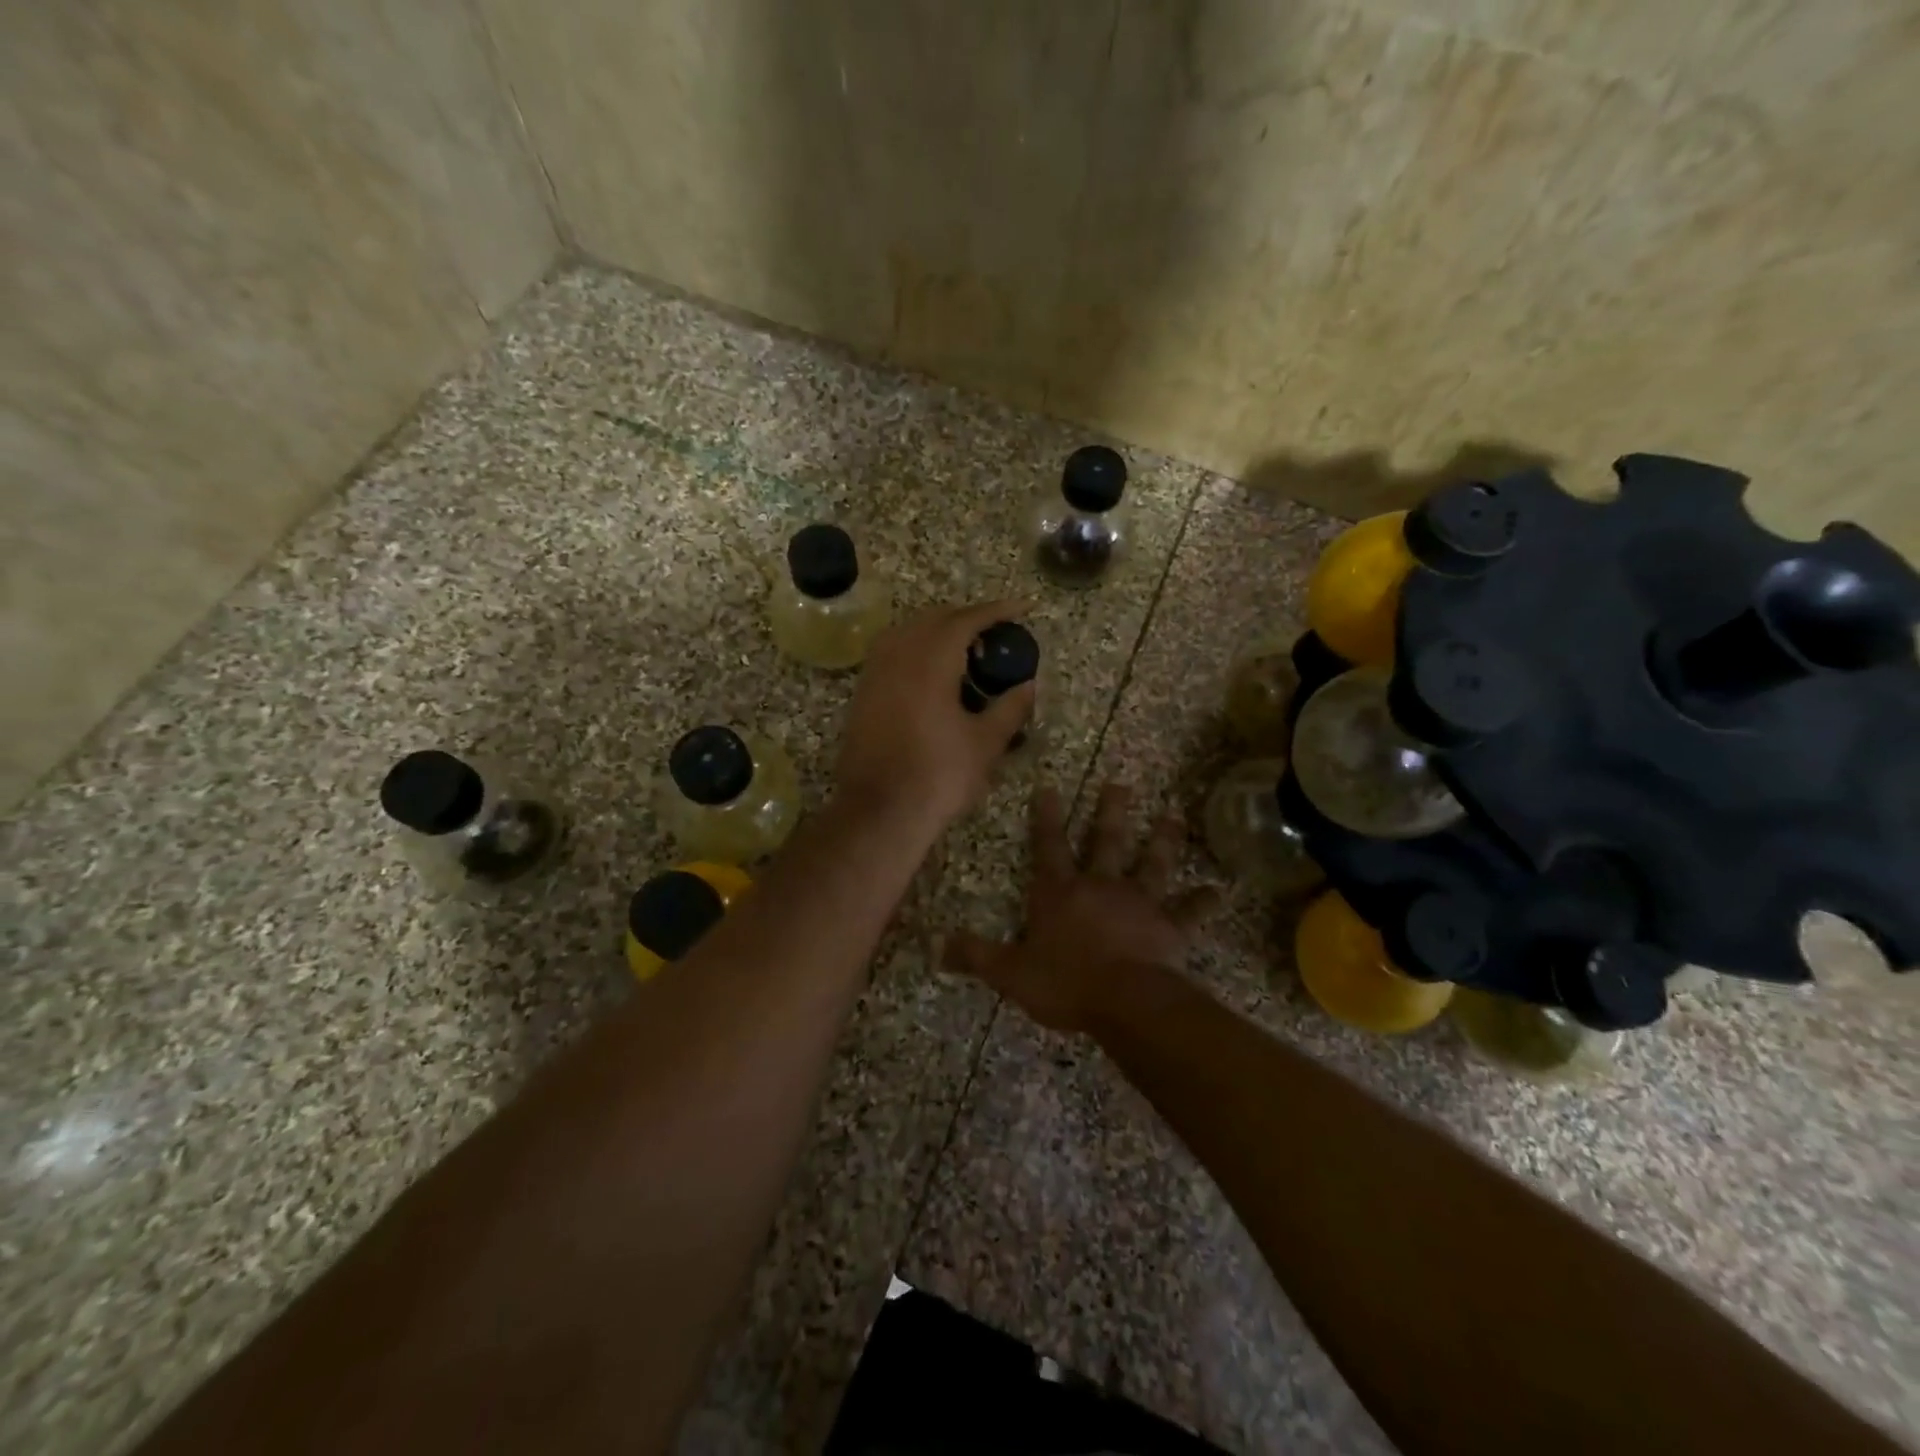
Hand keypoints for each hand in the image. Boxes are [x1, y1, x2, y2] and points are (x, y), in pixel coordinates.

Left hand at [836, 599, 1036, 826]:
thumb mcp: (985, 743)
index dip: (997, 610)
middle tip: (995, 632)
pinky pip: (892, 654)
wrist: (879, 811)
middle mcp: (898, 655)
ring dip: (938, 631)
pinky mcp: (862, 694)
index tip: (1023, 607)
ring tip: (965, 651)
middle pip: (934, 618)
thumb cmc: (938, 776)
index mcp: (930, 659)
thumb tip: (1028, 685)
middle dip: (966, 618)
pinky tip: (933, 675)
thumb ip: (1010, 707)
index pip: (966, 619)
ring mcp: (874, 673)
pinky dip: (916, 650)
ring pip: (908, 633)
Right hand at [944, 782, 1219, 1033]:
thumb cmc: (1064, 983)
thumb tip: (935, 946)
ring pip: (1152, 863)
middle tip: (1122, 783)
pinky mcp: (1168, 927)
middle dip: (1112, 812)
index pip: (1048, 847)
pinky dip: (1203, 902)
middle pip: (1106, 842)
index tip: (1049, 786)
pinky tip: (1219, 890)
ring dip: (1164, 839)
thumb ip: (976, 956)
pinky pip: (1189, 912)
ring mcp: (1138, 904)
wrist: (1124, 1002)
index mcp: (1061, 893)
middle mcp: (1100, 887)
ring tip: (1174, 813)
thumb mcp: (1010, 972)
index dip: (1045, 817)